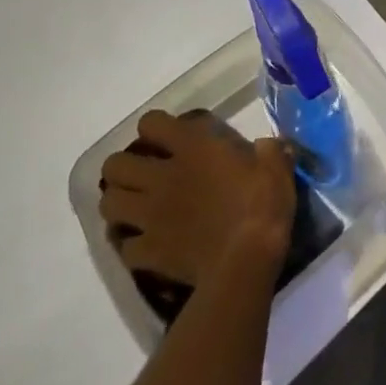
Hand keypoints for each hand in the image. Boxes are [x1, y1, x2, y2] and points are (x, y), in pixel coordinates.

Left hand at [100, 110, 295, 286]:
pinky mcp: (148, 252)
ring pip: (108, 203)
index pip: (151, 123)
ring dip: (118, 201)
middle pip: (115, 165)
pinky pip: (124, 246)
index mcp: (193, 147)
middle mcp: (162, 176)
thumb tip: (266, 146)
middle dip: (123, 167)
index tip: (168, 136)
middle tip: (142, 172)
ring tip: (134, 205)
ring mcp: (150, 216)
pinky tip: (146, 243)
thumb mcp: (276, 165)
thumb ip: (269, 150)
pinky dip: (131, 243)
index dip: (154, 127)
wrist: (245, 261)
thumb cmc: (262, 204)